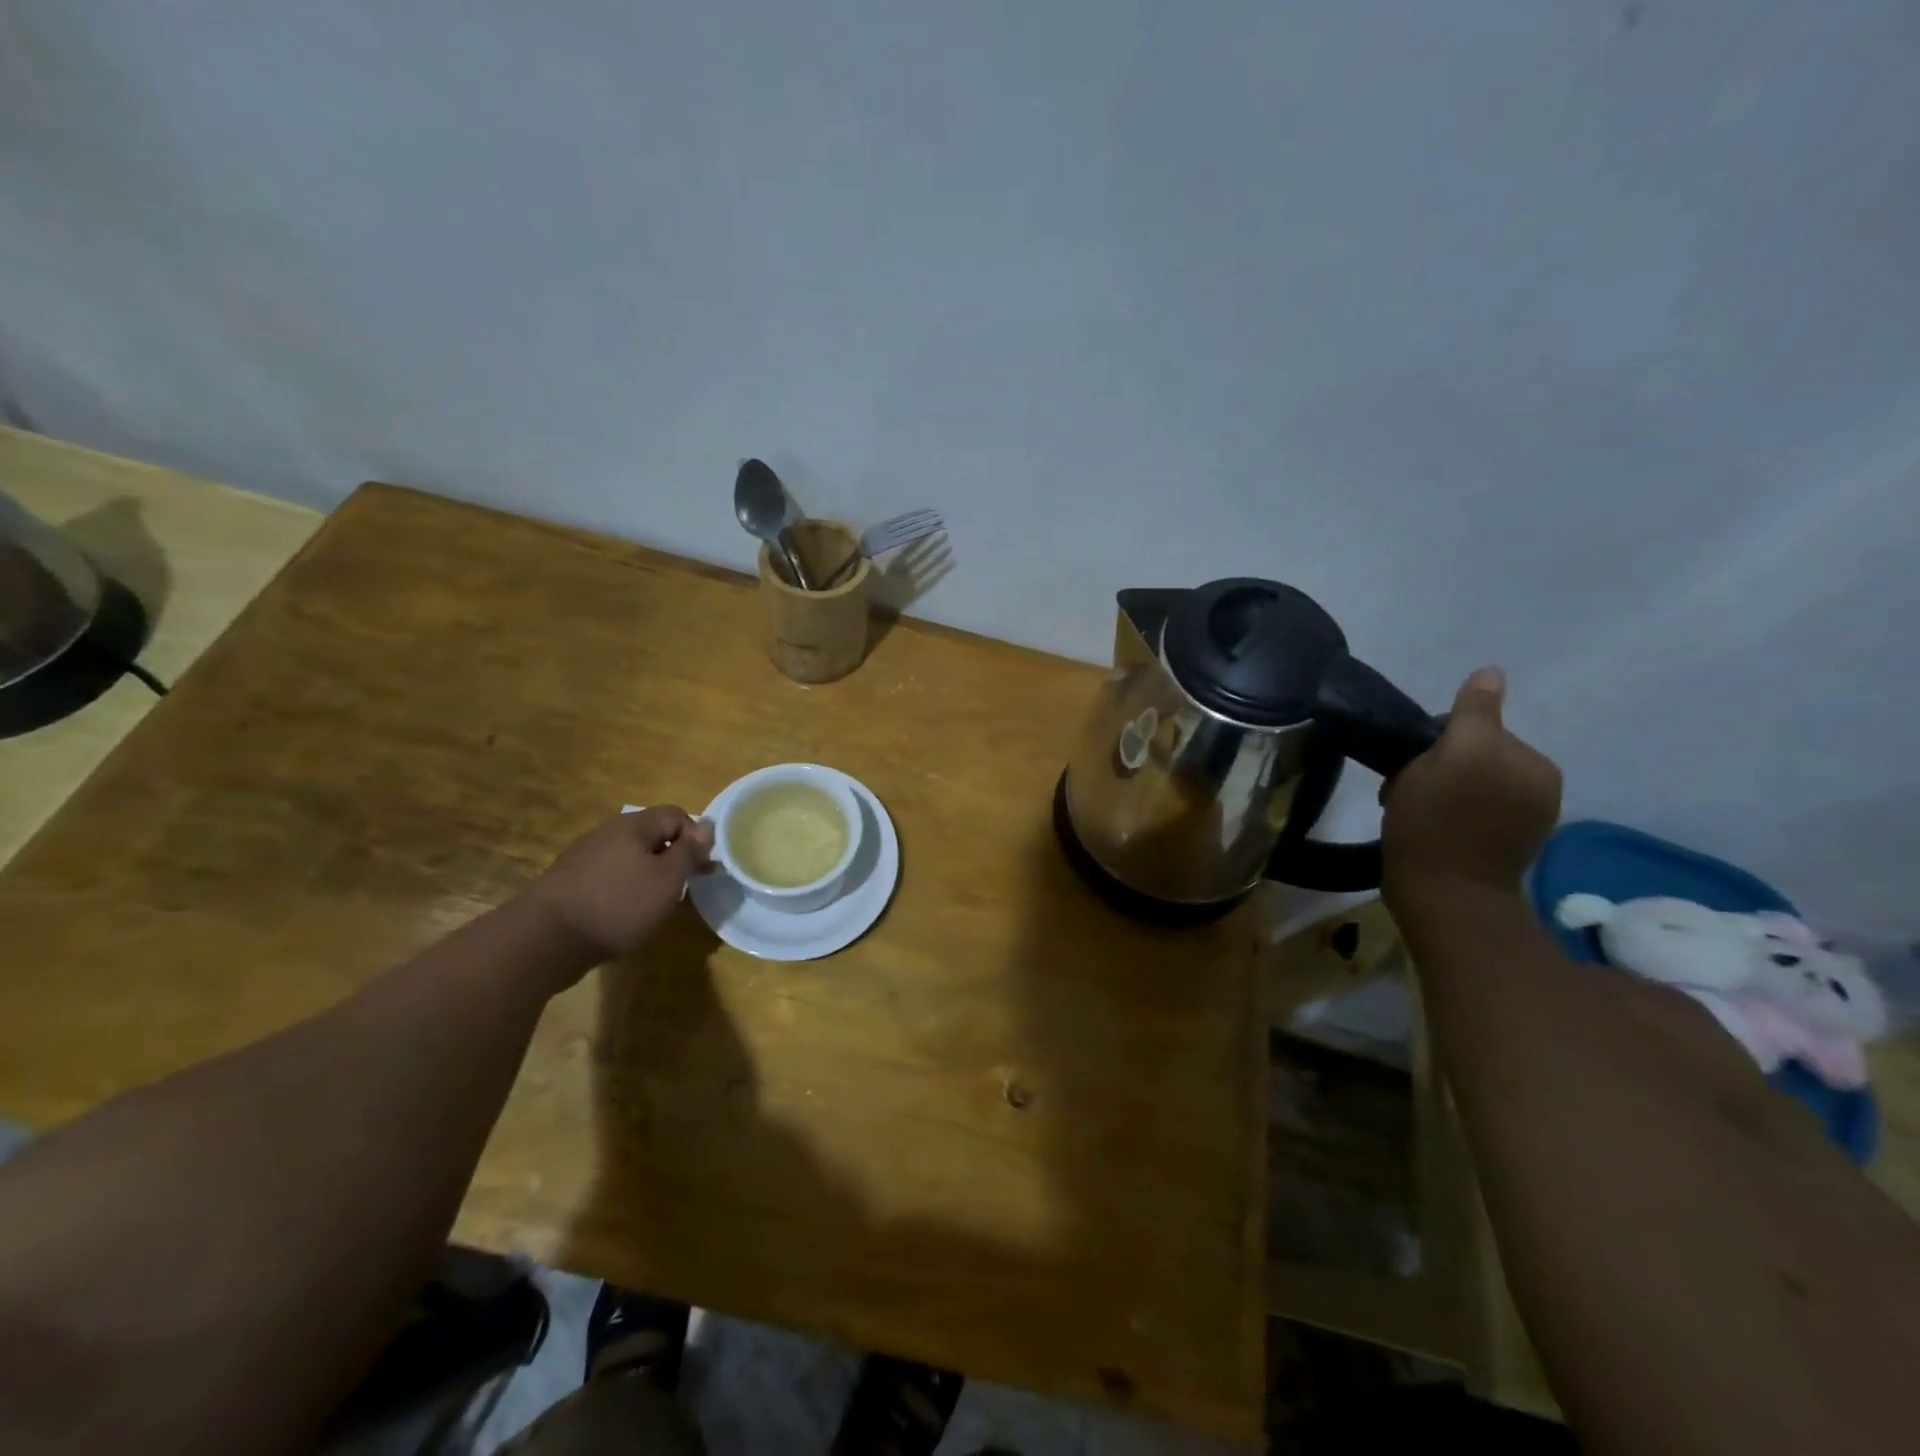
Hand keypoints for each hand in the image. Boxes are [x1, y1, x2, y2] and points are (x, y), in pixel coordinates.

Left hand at [525, 807, 714, 965]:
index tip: (702, 868)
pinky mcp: (570, 881)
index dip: (696, 837)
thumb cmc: (618, 904)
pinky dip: (626, 889)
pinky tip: (627, 913)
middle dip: (675, 858)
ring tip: (659, 904)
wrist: (545, 939)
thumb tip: (708, 826)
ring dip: (651, 875)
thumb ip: (689, 851)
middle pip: (652, 835)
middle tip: (687, 887)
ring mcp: (585, 856)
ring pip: (631, 857)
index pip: (676, 815)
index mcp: (633, 825)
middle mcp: (608, 832)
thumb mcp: (667, 879)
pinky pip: (610, 876)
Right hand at [1381, 666, 1561, 899]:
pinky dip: (1453, 813)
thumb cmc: (1437, 822)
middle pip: (1472, 754)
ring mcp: (1525, 818)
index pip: (1474, 728)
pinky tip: (1432, 829)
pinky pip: (1474, 809)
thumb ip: (1474, 713)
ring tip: (1415, 811)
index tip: (1414, 767)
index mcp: (1533, 762)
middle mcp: (1538, 785)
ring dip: (1441, 789)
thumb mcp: (1454, 755)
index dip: (1435, 742)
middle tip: (1409, 791)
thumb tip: (1492, 673)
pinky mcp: (1507, 845)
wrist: (1442, 896)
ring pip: (1470, 782)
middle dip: (1439, 766)